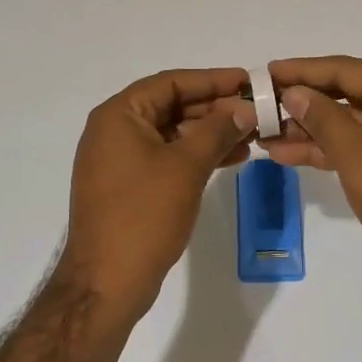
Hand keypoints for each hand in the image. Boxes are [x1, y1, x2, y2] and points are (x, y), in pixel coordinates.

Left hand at [60, 68, 255, 321]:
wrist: (107, 282)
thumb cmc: (144, 215)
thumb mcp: (186, 166)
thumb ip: (217, 130)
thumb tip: (243, 107)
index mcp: (118, 115)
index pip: (171, 83)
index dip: (212, 80)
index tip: (248, 80)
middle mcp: (114, 131)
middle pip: (171, 106)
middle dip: (214, 108)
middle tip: (255, 110)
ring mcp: (119, 160)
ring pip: (172, 133)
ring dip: (210, 133)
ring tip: (252, 135)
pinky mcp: (129, 186)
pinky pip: (167, 157)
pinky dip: (196, 155)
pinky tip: (230, 158)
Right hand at [264, 56, 361, 324]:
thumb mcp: (358, 154)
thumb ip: (323, 118)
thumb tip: (294, 92)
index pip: (341, 69)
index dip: (300, 70)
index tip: (264, 73)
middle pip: (341, 93)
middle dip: (299, 101)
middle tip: (257, 106)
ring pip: (343, 122)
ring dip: (305, 128)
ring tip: (262, 134)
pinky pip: (352, 146)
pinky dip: (323, 149)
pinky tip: (286, 154)